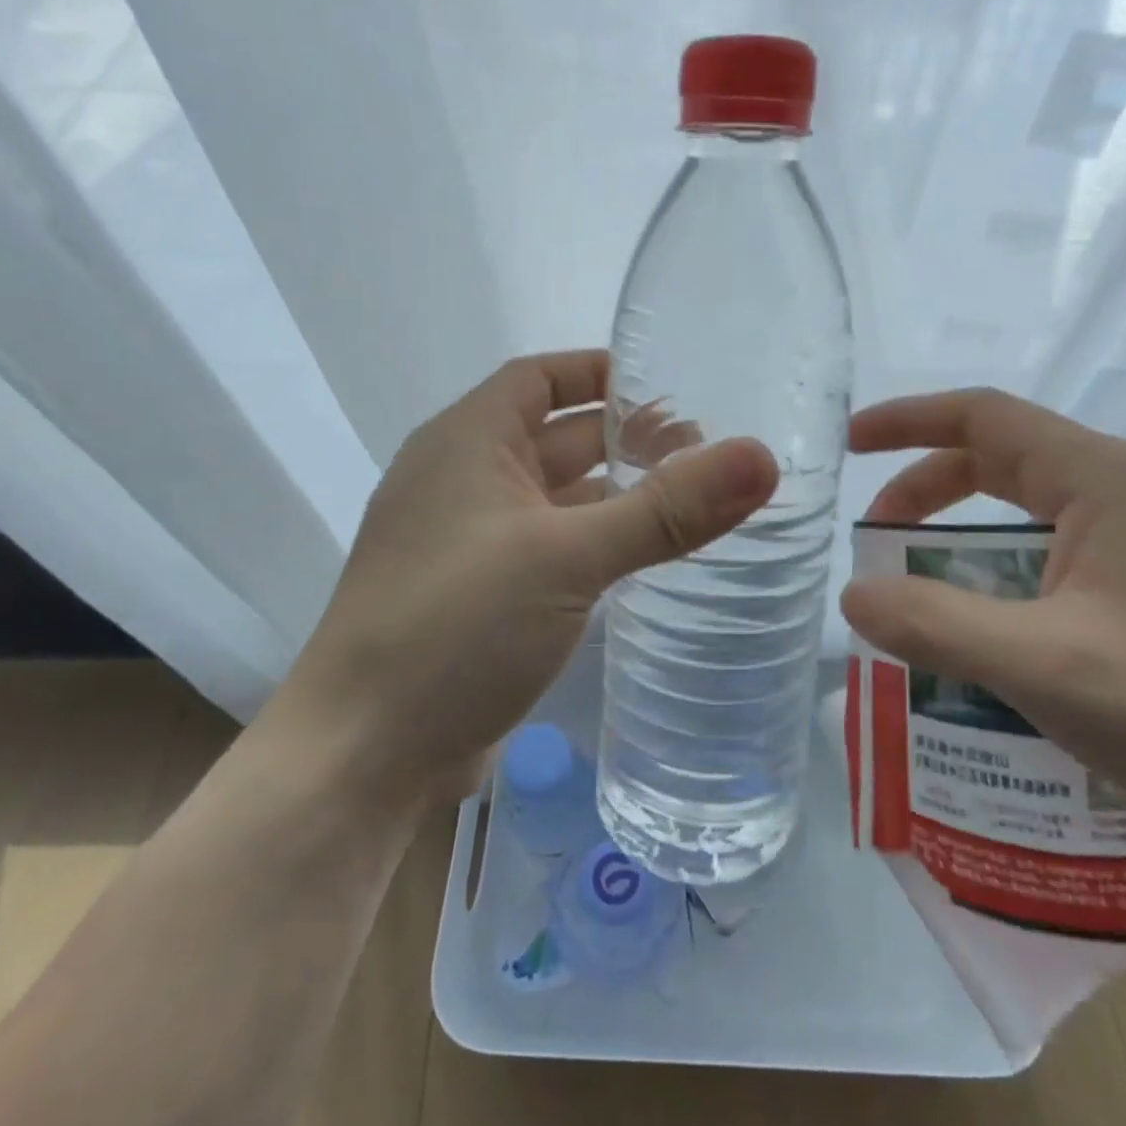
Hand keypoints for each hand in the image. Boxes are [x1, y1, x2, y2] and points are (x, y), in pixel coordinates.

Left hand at [279, 351, 777, 808]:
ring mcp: (467, 543)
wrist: (364, 754)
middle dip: (625, 439)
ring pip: (554, 499)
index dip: (601, 372)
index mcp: (466, 442)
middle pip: (555, 437)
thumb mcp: (568, 557)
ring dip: (613, 496)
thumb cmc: (455, 625)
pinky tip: (641, 562)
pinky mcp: (478, 597)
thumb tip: (761, 458)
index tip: (670, 384)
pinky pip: (547, 550)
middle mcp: (461, 480)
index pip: (540, 377)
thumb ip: (666, 509)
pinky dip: (592, 545)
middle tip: (706, 451)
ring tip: (692, 502)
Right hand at [840, 389, 1125, 838]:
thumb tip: (854, 597)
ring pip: (1029, 511)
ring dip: (964, 539)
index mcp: (1103, 478)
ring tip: (922, 591)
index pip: (983, 416)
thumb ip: (935, 625)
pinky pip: (1058, 551)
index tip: (850, 445)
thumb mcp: (1042, 664)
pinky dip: (1004, 571)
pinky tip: (992, 628)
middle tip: (876, 541)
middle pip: (1001, 460)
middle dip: (926, 491)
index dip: (906, 420)